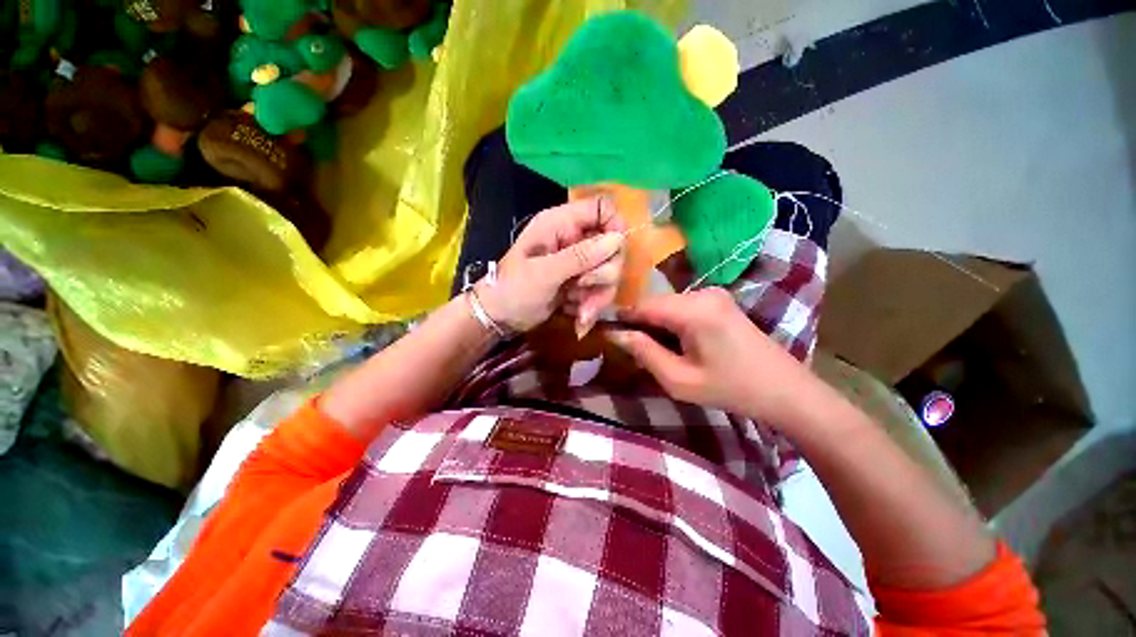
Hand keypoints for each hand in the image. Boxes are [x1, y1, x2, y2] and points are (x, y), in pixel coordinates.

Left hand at [477, 196, 624, 332]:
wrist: (499, 318)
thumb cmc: (513, 290)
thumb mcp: (544, 273)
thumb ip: (580, 256)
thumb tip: (618, 238)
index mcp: (560, 224)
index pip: (602, 208)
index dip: (614, 227)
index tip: (614, 253)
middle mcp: (573, 239)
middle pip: (611, 246)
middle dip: (604, 275)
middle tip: (583, 289)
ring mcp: (577, 263)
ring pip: (607, 273)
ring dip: (598, 297)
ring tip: (581, 315)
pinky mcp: (579, 283)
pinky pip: (599, 291)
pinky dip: (591, 307)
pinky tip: (577, 319)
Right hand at [609, 288, 811, 422]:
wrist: (784, 390)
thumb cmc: (731, 389)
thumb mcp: (679, 379)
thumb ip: (644, 352)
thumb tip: (615, 334)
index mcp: (693, 310)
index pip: (642, 305)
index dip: (621, 317)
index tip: (606, 332)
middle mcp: (703, 293)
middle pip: (655, 303)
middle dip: (639, 322)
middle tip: (631, 348)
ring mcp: (714, 294)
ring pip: (667, 304)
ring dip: (655, 323)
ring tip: (654, 349)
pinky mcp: (719, 300)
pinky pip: (682, 306)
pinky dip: (670, 321)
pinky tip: (675, 342)